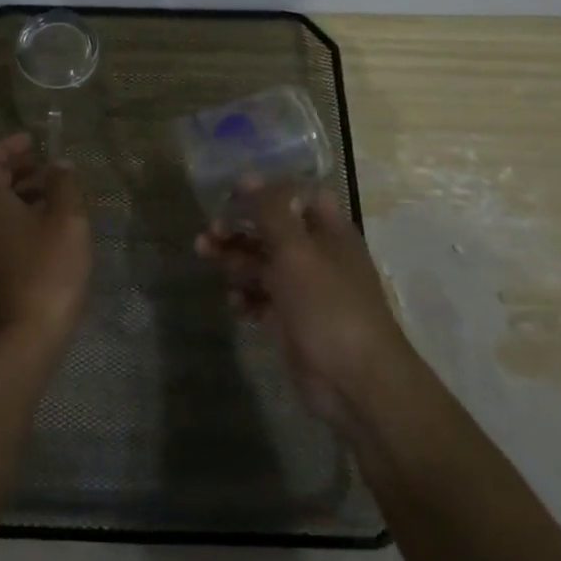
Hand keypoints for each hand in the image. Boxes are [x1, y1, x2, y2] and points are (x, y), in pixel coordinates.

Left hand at [0, 134, 92, 356]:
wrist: (23, 338)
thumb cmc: (46, 269)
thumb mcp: (66, 219)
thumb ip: (64, 185)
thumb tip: (59, 166)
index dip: (9, 145)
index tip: (35, 141)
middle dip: (19, 168)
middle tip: (50, 165)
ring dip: (25, 194)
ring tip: (59, 195)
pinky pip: (5, 231)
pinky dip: (25, 218)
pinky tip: (53, 229)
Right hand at [198, 183, 416, 431]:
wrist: (355, 383)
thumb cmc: (328, 306)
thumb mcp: (296, 250)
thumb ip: (271, 211)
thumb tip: (249, 177)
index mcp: (328, 232)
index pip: (296, 197)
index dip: (264, 192)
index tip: (230, 194)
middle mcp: (317, 257)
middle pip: (272, 231)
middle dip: (239, 228)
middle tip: (208, 232)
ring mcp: (305, 292)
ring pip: (263, 265)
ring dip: (235, 260)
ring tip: (205, 257)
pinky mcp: (292, 323)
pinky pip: (262, 301)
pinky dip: (246, 298)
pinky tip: (234, 304)